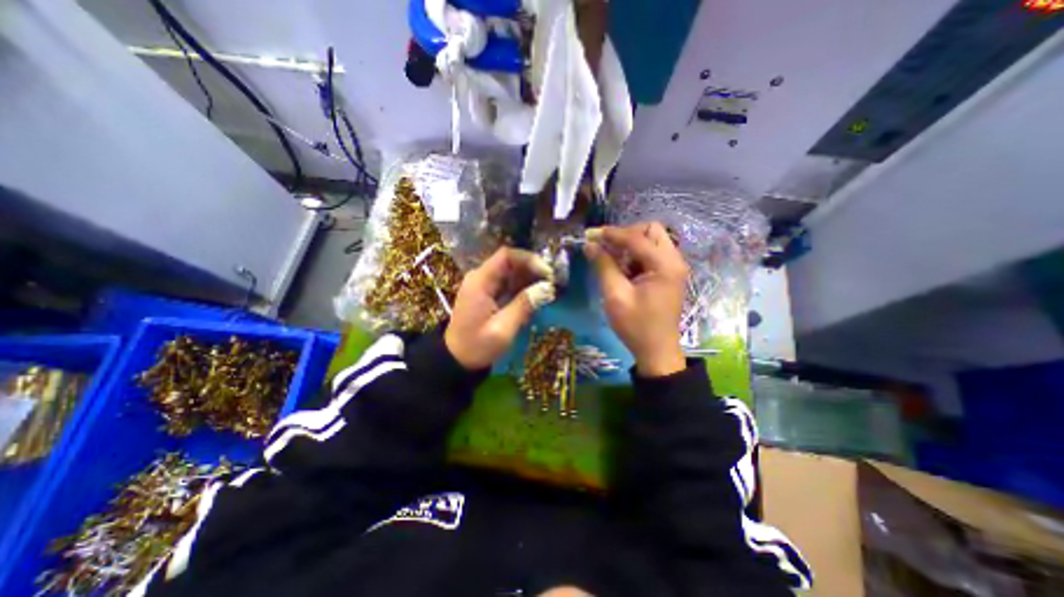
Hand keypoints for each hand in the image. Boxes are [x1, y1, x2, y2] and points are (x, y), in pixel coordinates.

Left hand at [444, 244, 558, 367]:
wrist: (456, 359)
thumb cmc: (477, 346)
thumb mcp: (503, 329)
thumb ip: (524, 306)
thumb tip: (547, 288)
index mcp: (480, 282)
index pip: (506, 256)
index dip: (529, 260)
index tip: (547, 273)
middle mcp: (480, 277)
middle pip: (510, 262)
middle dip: (532, 269)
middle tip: (552, 283)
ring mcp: (484, 285)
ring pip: (511, 271)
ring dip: (530, 278)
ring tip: (548, 289)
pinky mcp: (488, 293)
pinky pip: (508, 283)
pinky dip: (523, 286)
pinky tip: (536, 295)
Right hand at [580, 220, 690, 374]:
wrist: (656, 350)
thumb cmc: (636, 325)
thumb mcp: (615, 295)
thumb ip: (604, 266)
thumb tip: (589, 245)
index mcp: (665, 265)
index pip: (636, 238)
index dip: (612, 234)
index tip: (590, 234)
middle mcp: (674, 260)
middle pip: (651, 231)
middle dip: (627, 234)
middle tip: (607, 246)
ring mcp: (673, 267)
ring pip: (652, 240)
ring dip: (630, 244)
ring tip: (611, 258)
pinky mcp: (668, 274)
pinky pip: (651, 254)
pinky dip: (635, 255)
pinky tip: (622, 268)